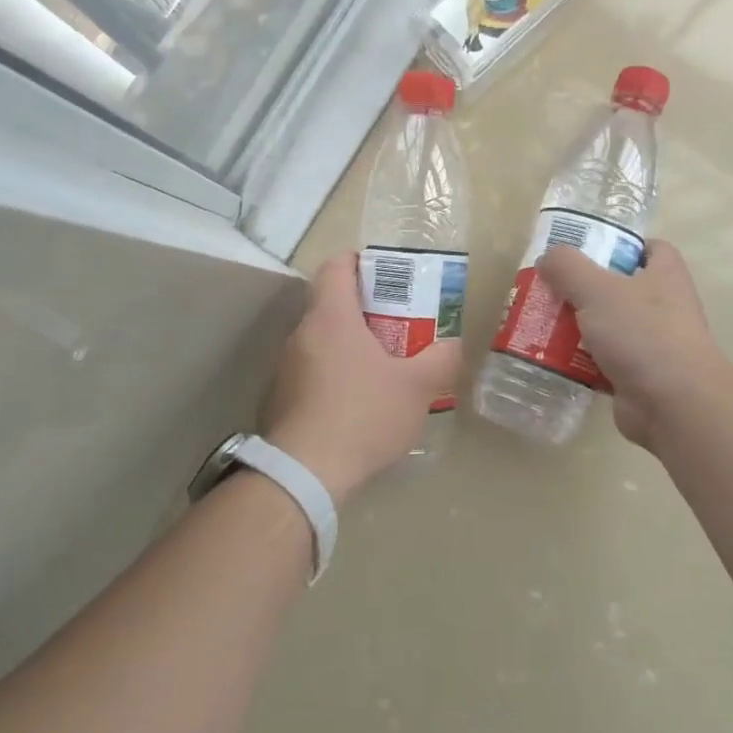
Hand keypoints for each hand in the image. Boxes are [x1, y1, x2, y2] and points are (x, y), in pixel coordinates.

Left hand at [262, 252, 463, 501]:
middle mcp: (302, 334)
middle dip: (363, 309)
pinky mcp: (280, 398)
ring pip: (320, 341)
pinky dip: (333, 375)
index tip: (384, 274)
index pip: (335, 267)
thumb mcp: (417, 387)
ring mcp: (286, 367)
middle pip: (329, 304)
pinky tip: (357, 404)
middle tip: (397, 325)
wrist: (306, 472)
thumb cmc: (363, 414)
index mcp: (331, 317)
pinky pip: (311, 372)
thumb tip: (452, 346)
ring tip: (381, 367)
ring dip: (348, 345)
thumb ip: (441, 360)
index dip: (358, 261)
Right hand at [535, 239, 728, 450]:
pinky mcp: (639, 376)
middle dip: (585, 289)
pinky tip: (553, 360)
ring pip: (609, 327)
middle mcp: (664, 306)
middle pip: (621, 288)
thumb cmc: (642, 333)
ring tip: (541, 325)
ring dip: (578, 327)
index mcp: (665, 275)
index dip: (622, 245)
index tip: (588, 251)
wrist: (674, 402)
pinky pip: (603, 362)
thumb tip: (548, 258)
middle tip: (551, 290)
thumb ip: (568, 268)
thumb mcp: (597, 289)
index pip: (651, 248)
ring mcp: (653, 343)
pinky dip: (580, 362)